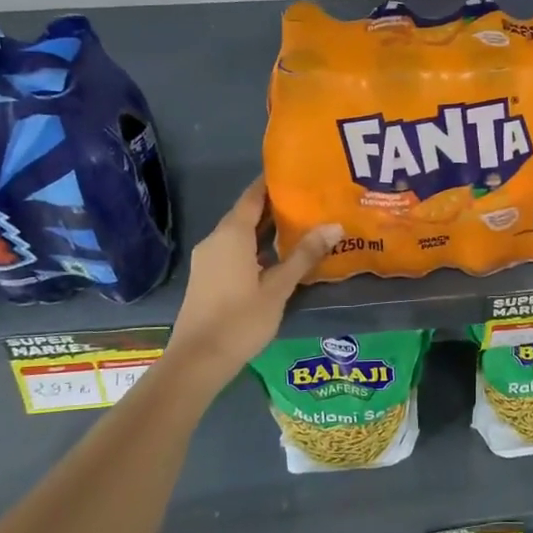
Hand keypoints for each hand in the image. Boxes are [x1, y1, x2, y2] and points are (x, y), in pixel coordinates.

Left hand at [165, 179, 340, 382]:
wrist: (197, 360)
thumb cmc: (240, 320)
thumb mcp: (279, 288)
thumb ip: (304, 256)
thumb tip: (334, 226)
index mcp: (232, 235)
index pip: (253, 196)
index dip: (272, 182)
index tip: (297, 173)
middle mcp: (217, 240)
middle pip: (247, 213)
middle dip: (276, 206)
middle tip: (310, 199)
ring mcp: (209, 259)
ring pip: (241, 234)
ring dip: (267, 229)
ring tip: (301, 224)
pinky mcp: (209, 277)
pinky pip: (235, 250)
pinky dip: (257, 246)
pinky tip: (279, 256)